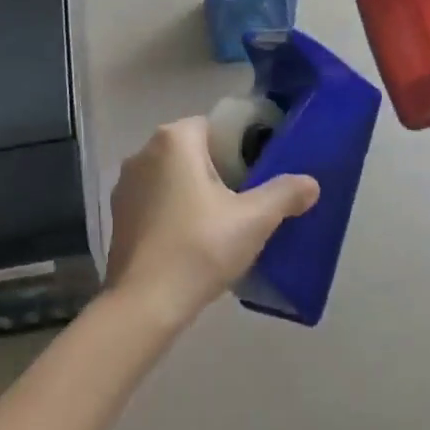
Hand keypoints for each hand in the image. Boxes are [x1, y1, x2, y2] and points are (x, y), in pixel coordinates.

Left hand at [103, 118, 319, 329]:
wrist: (144, 304)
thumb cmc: (200, 248)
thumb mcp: (253, 220)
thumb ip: (285, 194)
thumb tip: (312, 183)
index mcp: (175, 139)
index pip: (214, 126)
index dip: (239, 146)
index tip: (257, 173)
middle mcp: (144, 151)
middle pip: (193, 150)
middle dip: (218, 170)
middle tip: (244, 200)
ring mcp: (125, 184)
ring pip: (172, 175)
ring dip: (193, 191)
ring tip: (220, 223)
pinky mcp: (117, 214)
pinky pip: (155, 200)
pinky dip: (172, 211)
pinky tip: (190, 240)